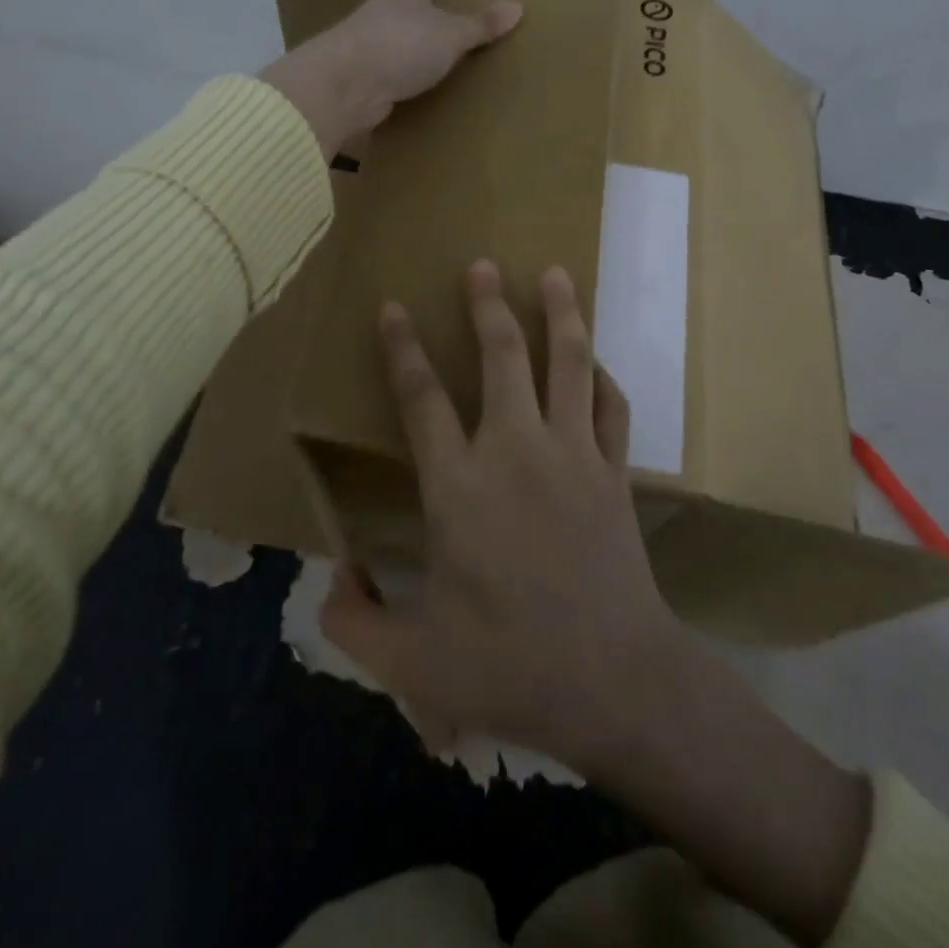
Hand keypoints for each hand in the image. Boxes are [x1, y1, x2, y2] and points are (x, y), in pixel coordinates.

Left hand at [260, 0, 521, 154]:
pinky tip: (392, 63)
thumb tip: (518, 6)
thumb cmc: (402, 46)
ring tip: (397, 17)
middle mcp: (382, 8)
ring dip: (386, 16)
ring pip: (378, 19)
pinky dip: (385, 55)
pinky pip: (378, 56)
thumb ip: (480, 25)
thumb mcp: (450, 35)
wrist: (348, 85)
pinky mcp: (360, 70)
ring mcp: (366, 38)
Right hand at [321, 260, 685, 765]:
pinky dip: (604, 377)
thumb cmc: (511, 668)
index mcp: (459, 489)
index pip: (422, 400)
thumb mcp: (413, 664)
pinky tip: (597, 361)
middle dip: (488, 306)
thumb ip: (355, 624)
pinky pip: (613, 408)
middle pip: (503, 358)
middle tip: (483, 264)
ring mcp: (574, 456)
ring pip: (569, 365)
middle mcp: (516, 453)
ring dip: (562, 315)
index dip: (403, 350)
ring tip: (557, 274)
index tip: (394, 307)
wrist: (616, 682)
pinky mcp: (615, 473)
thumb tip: (332, 581)